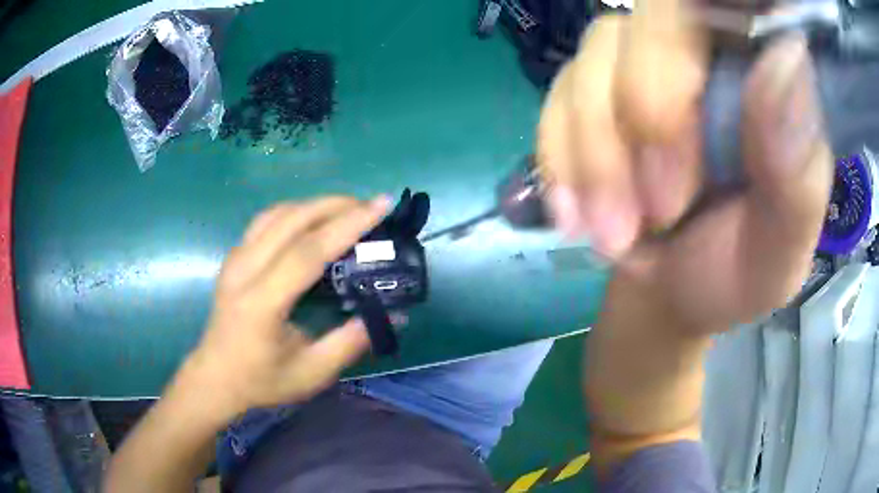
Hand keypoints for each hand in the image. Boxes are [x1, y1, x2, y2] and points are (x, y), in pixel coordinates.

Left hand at [183, 196, 388, 416]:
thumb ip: (351, 342)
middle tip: (371, 206)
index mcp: (262, 302)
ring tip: (347, 210)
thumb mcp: (312, 373)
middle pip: (292, 219)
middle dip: (336, 205)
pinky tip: (312, 221)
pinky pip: (266, 221)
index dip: (347, 224)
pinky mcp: (233, 257)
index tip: (381, 205)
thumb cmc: (262, 381)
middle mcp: (245, 270)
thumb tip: (393, 313)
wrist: (215, 378)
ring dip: (315, 204)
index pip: (308, 251)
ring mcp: (235, 259)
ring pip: (277, 213)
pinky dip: (295, 212)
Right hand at [538, 9, 832, 331]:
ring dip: (599, 153)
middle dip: (647, 111)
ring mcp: (644, 65)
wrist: (674, 296)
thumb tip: (787, 55)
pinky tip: (575, 214)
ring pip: (598, 53)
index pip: (737, 4)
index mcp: (769, 82)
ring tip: (615, 235)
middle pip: (657, 17)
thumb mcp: (780, 249)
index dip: (714, 13)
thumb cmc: (738, 276)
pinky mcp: (596, 90)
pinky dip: (561, 156)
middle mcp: (707, 53)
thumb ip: (797, 170)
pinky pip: (560, 92)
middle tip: (660, 211)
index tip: (706, 78)